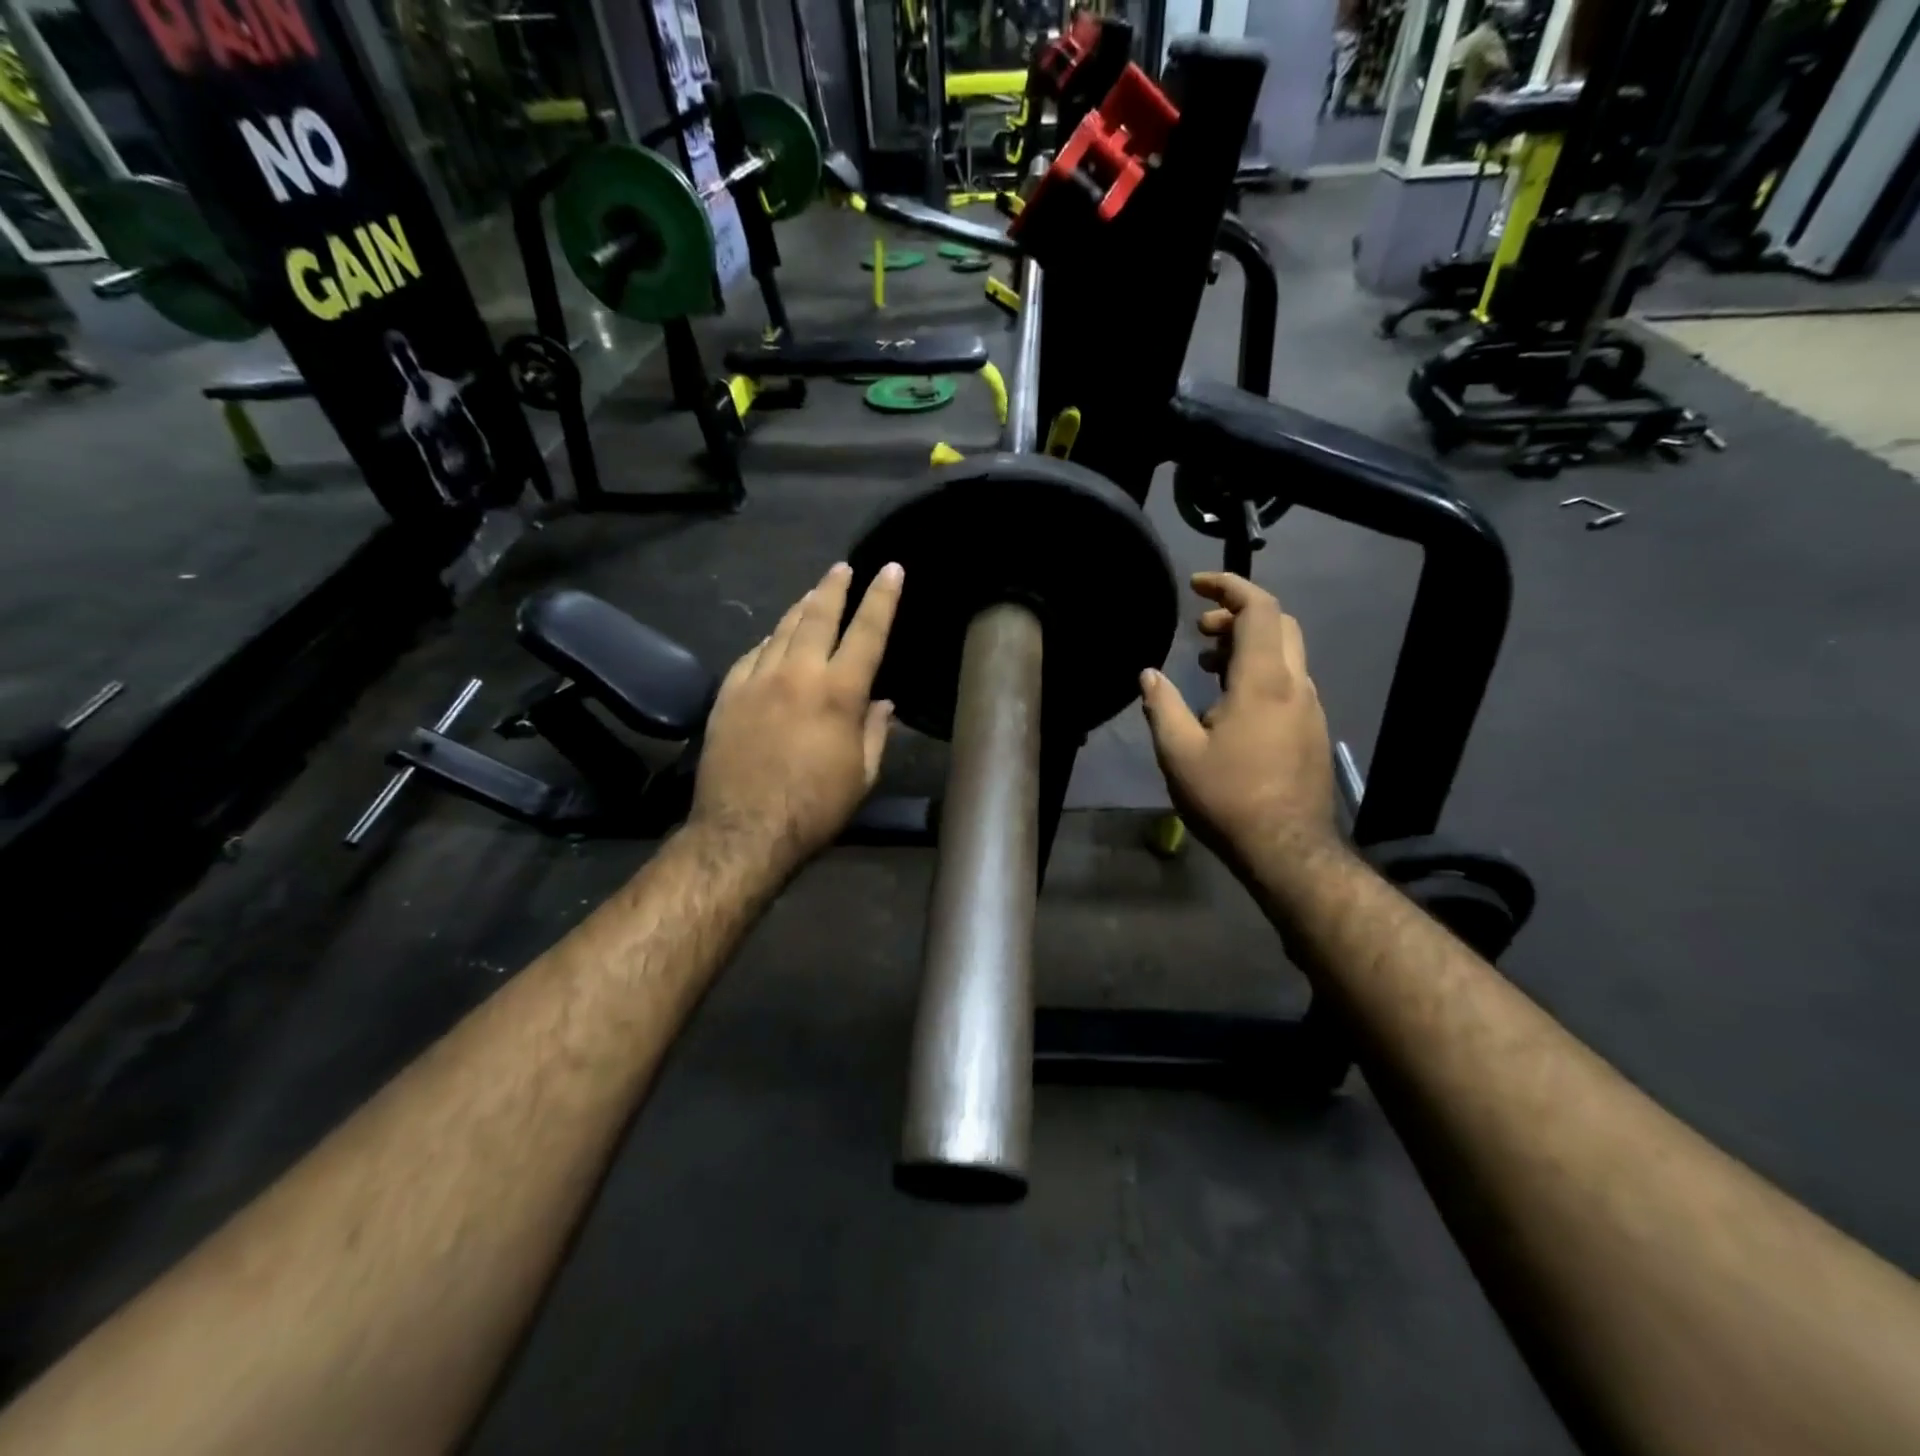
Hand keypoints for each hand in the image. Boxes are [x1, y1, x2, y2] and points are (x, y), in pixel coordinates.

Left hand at [690, 561, 901, 871]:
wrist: (744, 830)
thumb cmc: (815, 808)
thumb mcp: (862, 775)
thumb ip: (875, 732)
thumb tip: (883, 703)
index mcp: (839, 693)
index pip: (867, 632)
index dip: (882, 598)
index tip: (891, 569)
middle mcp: (798, 673)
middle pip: (817, 615)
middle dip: (834, 587)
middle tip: (843, 567)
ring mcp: (757, 680)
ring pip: (781, 629)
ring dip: (800, 607)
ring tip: (813, 593)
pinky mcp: (728, 694)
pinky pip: (752, 654)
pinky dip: (768, 641)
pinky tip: (773, 639)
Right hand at [1139, 573, 1340, 890]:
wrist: (1287, 849)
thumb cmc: (1228, 797)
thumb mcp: (1178, 752)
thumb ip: (1162, 705)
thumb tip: (1148, 674)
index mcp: (1264, 681)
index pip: (1259, 608)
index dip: (1229, 586)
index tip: (1197, 586)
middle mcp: (1296, 685)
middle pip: (1279, 624)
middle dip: (1238, 615)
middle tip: (1200, 631)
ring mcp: (1311, 708)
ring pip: (1286, 654)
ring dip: (1249, 646)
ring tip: (1209, 665)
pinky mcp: (1313, 731)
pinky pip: (1289, 682)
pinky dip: (1261, 672)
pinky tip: (1231, 706)